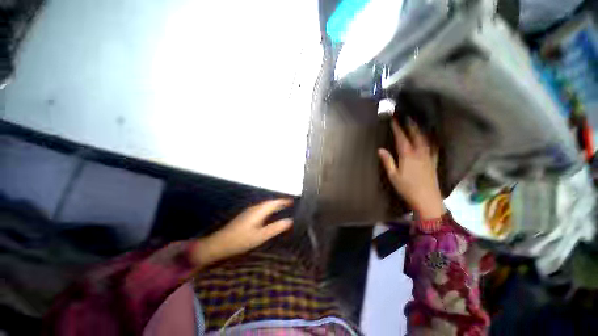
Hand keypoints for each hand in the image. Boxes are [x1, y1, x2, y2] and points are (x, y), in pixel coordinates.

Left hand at [191, 199, 292, 266]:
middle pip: (269, 202)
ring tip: (282, 208)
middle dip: (279, 202)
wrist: (219, 244)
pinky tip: (269, 215)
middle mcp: (254, 208)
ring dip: (274, 205)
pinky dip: (268, 209)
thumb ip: (275, 228)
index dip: (283, 201)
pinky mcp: (246, 216)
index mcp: (259, 211)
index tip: (292, 201)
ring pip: (264, 205)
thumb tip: (290, 221)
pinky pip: (261, 209)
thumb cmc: (241, 240)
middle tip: (289, 204)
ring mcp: (249, 211)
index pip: (274, 202)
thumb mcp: (260, 236)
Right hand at [378, 119, 444, 218]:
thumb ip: (388, 161)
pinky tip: (431, 139)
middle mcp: (419, 153)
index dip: (397, 128)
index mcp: (407, 156)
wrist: (427, 199)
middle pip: (415, 135)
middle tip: (407, 117)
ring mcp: (428, 157)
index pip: (401, 138)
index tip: (394, 120)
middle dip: (410, 125)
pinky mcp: (434, 162)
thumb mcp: (393, 176)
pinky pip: (433, 148)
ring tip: (417, 124)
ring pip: (425, 139)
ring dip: (420, 130)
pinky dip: (432, 141)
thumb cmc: (407, 188)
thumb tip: (380, 149)